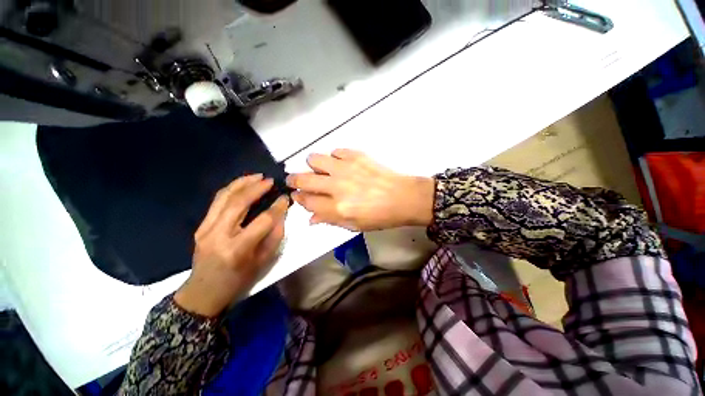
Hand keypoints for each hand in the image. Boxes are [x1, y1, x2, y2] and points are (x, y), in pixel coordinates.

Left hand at [174, 175, 288, 316]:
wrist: (204, 291)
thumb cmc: (238, 280)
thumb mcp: (263, 262)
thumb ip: (274, 236)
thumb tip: (281, 214)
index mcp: (238, 249)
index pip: (262, 221)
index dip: (277, 207)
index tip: (285, 198)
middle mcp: (219, 235)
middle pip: (239, 203)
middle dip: (257, 188)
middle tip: (270, 180)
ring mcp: (205, 229)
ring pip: (224, 197)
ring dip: (242, 183)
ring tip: (257, 176)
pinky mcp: (201, 226)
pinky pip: (217, 202)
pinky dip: (231, 189)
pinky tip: (242, 185)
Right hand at [286, 149, 434, 230]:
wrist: (403, 197)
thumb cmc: (380, 216)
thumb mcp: (354, 226)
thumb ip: (329, 220)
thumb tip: (310, 218)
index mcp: (337, 208)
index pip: (306, 201)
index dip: (298, 198)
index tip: (297, 195)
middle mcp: (337, 186)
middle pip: (303, 179)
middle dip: (294, 180)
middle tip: (295, 180)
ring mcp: (346, 168)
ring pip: (314, 159)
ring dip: (313, 166)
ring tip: (321, 171)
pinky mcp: (356, 155)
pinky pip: (335, 151)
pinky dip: (334, 158)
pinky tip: (341, 165)